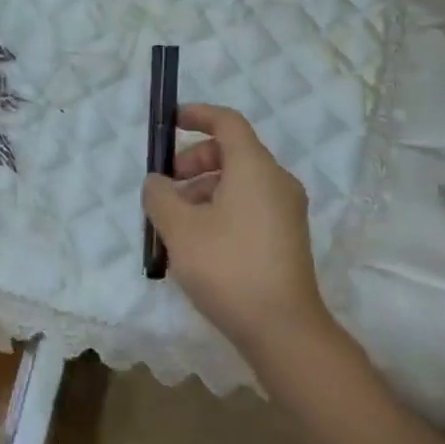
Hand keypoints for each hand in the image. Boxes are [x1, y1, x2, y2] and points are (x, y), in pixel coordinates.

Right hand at [142, 103, 332, 359]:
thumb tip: (158, 182)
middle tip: (166, 187)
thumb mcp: (180, 229)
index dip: (197, 115)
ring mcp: (286, 211)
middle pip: (233, 153)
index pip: (227, 123)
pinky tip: (198, 243)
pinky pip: (250, 206)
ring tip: (175, 223)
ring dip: (203, 190)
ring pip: (240, 183)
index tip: (170, 122)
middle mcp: (276, 181)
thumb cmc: (228, 267)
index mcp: (255, 168)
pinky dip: (221, 209)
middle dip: (194, 161)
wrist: (283, 328)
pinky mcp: (287, 237)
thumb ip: (160, 197)